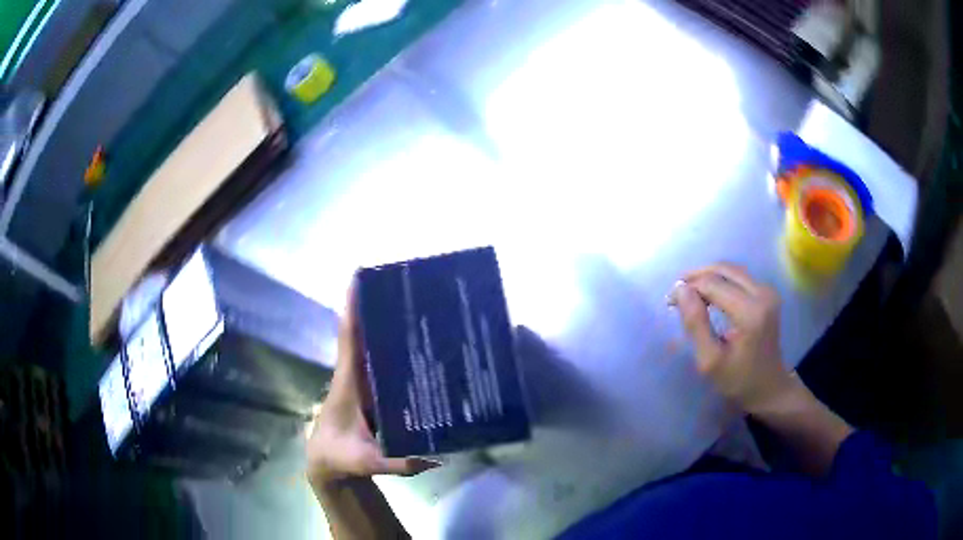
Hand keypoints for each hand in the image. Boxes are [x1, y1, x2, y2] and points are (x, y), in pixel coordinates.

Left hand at [306, 284, 439, 487]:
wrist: (327, 463)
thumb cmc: (341, 457)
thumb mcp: (366, 462)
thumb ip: (397, 463)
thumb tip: (436, 458)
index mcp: (349, 384)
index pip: (349, 340)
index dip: (352, 310)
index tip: (357, 278)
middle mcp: (354, 376)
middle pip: (362, 334)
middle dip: (375, 307)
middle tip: (400, 282)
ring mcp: (362, 384)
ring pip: (370, 347)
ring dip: (382, 324)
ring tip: (409, 303)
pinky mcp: (370, 393)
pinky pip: (378, 363)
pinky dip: (388, 347)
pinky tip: (410, 341)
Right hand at [670, 263, 793, 413]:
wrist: (769, 387)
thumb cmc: (738, 380)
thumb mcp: (710, 360)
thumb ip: (695, 324)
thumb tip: (680, 289)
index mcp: (750, 311)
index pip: (712, 284)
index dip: (688, 287)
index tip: (669, 301)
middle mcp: (762, 293)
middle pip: (723, 269)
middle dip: (696, 276)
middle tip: (676, 293)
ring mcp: (767, 291)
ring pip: (731, 270)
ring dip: (708, 277)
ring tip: (689, 293)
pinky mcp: (767, 293)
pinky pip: (739, 277)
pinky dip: (720, 281)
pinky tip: (708, 295)